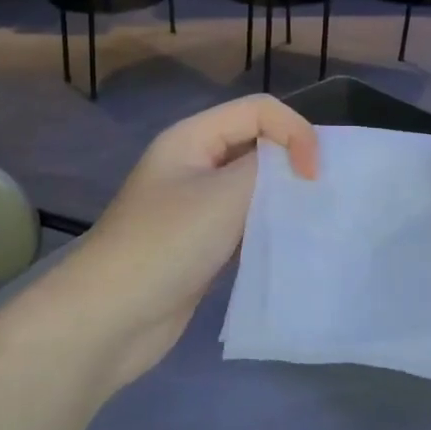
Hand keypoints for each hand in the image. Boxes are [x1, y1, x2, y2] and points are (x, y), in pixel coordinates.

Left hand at [54, 95, 318, 388]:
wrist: (108, 318)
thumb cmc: (166, 244)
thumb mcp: (224, 195)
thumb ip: (268, 168)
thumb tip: (296, 163)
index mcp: (192, 137)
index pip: (259, 111)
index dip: (294, 131)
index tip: (314, 176)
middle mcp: (193, 163)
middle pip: (255, 143)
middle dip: (291, 160)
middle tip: (322, 194)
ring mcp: (195, 205)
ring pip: (251, 185)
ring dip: (282, 196)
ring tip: (313, 218)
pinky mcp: (201, 243)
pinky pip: (244, 221)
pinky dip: (268, 226)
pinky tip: (289, 243)